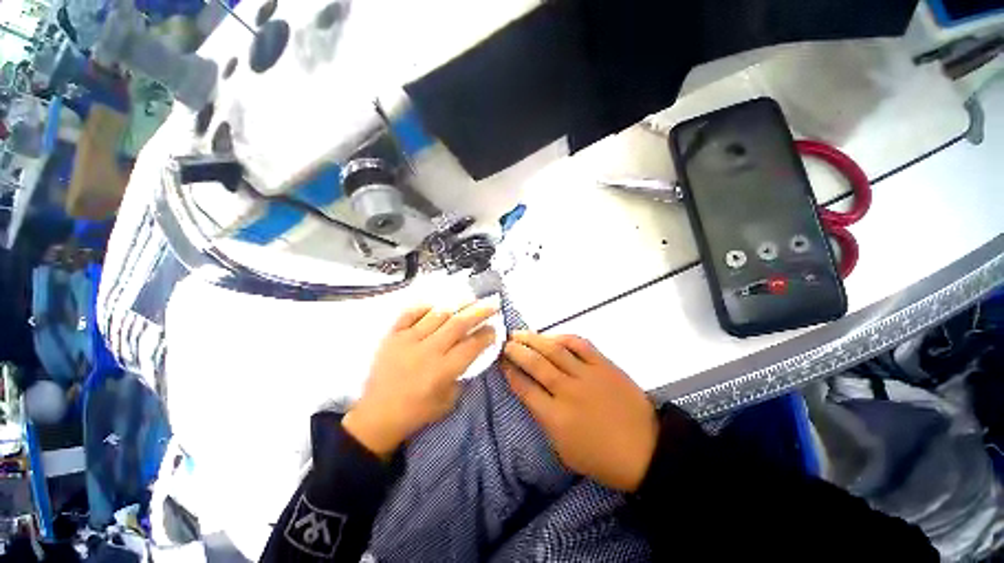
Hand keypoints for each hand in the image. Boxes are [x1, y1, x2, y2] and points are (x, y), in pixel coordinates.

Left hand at [343, 301, 497, 456]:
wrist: (377, 416)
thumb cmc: (417, 412)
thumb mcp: (448, 401)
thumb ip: (462, 374)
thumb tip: (473, 351)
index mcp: (443, 370)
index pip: (471, 345)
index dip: (486, 334)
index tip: (495, 327)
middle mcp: (428, 350)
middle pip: (458, 324)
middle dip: (479, 311)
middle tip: (492, 303)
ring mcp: (408, 340)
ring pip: (438, 314)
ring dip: (458, 304)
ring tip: (470, 298)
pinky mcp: (392, 336)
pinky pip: (410, 313)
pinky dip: (425, 306)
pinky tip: (436, 305)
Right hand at [502, 332, 658, 491]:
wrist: (647, 449)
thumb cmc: (602, 457)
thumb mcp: (565, 451)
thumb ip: (545, 421)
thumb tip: (531, 394)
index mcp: (556, 418)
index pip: (524, 389)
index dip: (510, 373)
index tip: (501, 362)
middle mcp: (567, 391)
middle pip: (535, 364)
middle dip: (516, 351)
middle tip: (505, 343)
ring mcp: (587, 375)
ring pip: (553, 350)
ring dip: (533, 339)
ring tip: (519, 333)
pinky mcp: (603, 364)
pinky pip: (579, 344)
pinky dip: (562, 337)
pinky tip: (551, 336)